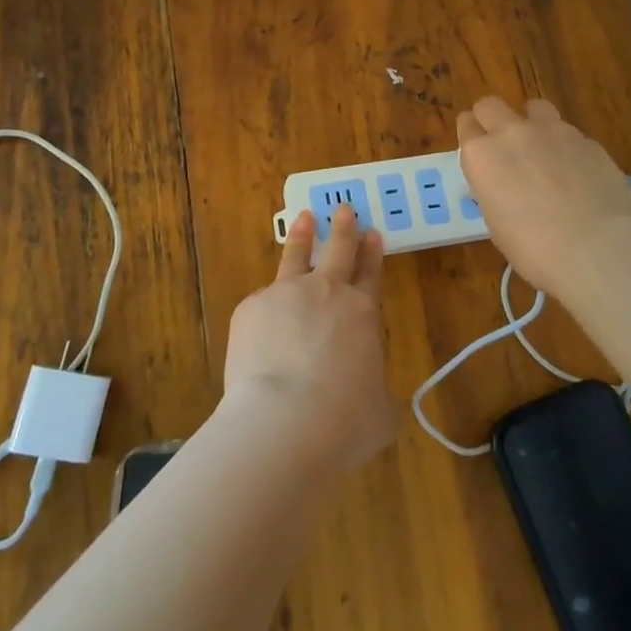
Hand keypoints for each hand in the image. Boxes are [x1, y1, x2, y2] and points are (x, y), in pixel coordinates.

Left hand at [222, 205, 395, 470]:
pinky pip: (261, 303)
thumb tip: (369, 396)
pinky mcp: (250, 308)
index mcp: (362, 313)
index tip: (373, 233)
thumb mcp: (380, 413)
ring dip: (302, 236)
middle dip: (343, 228)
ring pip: (295, 256)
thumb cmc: (344, 421)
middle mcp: (326, 293)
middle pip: (338, 250)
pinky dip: (265, 309)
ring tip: (304, 218)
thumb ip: (376, 391)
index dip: (373, 253)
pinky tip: (261, 326)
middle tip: (344, 209)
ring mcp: (285, 295)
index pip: (371, 273)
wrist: (285, 421)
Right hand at [457, 96, 630, 300]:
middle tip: (502, 145)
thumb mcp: (496, 223)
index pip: (466, 126)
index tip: (478, 152)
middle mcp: (512, 133)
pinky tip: (577, 173)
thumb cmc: (533, 248)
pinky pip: (569, 133)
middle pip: (491, 105)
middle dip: (492, 119)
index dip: (471, 137)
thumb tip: (505, 185)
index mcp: (481, 155)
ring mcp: (552, 131)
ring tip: (543, 150)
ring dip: (532, 122)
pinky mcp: (586, 139)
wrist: (596, 248)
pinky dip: (566, 147)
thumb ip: (494, 190)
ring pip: (534, 107)